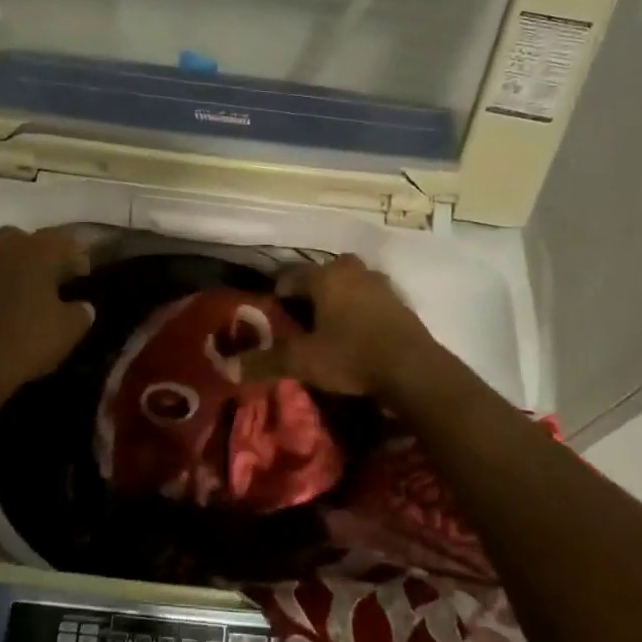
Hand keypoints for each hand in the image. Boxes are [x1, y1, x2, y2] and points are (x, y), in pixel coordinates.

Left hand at [0, 226, 94, 403]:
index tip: (83, 275)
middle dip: (35, 252)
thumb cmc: (28, 340)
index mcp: (34, 253)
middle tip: (48, 276)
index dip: (75, 256)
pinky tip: (0, 315)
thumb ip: (81, 311)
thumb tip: (82, 306)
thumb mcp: (70, 329)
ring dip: (8, 270)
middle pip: (19, 239)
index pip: (61, 240)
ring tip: (22, 295)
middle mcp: (1, 253)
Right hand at [246, 255, 438, 399]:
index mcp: (325, 276)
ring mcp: (380, 283)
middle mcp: (352, 271)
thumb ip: (266, 361)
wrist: (413, 369)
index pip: (290, 276)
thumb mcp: (303, 362)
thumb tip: (228, 367)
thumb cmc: (351, 356)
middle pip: (322, 274)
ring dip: (337, 298)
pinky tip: (357, 333)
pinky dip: (359, 309)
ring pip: (349, 283)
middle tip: (301, 318)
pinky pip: (370, 298)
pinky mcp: (400, 302)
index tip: (272, 315)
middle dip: (310, 291)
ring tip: (328, 325)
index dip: (277, 294)